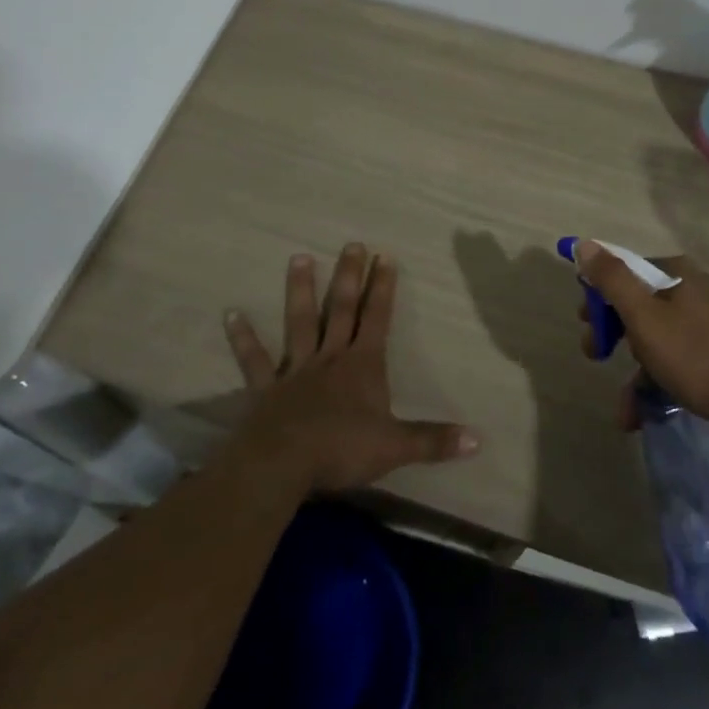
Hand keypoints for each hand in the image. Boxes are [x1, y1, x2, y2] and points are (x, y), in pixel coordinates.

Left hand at [224, 243, 478, 493]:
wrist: (282, 465)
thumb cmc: (342, 450)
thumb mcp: (395, 447)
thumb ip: (434, 441)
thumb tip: (478, 439)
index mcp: (363, 366)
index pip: (377, 318)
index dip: (383, 288)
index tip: (385, 256)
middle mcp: (330, 357)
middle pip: (341, 309)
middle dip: (349, 276)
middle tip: (351, 243)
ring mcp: (295, 370)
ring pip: (300, 322)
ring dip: (300, 290)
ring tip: (298, 257)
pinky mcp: (266, 388)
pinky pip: (253, 360)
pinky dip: (243, 337)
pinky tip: (231, 314)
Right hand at [575, 241, 708, 439]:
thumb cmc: (696, 356)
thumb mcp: (644, 316)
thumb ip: (611, 279)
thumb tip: (583, 243)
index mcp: (677, 273)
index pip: (626, 270)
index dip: (600, 294)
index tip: (585, 321)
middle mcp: (695, 290)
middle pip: (640, 304)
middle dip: (613, 333)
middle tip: (595, 355)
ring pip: (658, 339)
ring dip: (634, 372)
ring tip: (624, 410)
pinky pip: (679, 361)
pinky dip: (658, 384)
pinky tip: (644, 415)